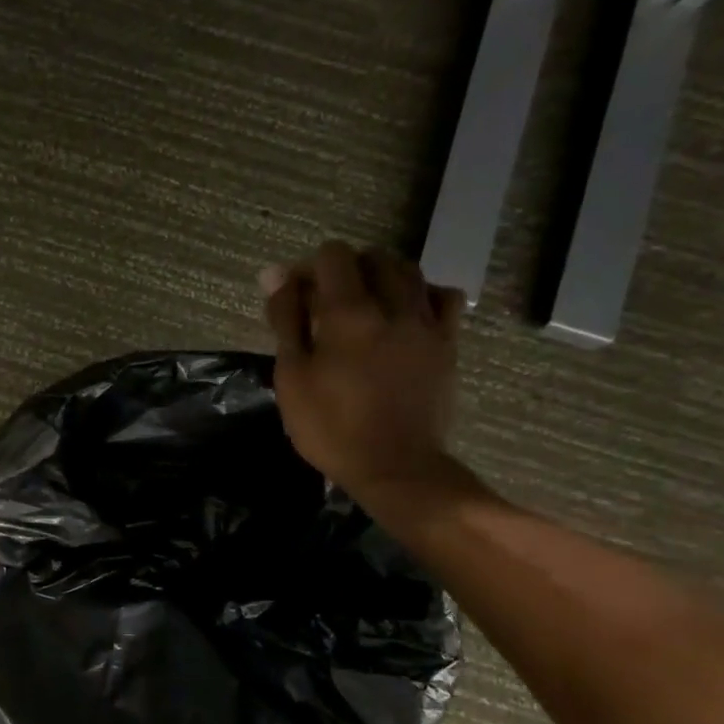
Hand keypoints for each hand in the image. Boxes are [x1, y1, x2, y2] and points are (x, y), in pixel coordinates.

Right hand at [260, 242, 464, 498]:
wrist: (395, 467)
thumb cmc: (331, 426)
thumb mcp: (292, 376)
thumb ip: (286, 320)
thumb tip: (276, 276)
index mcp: (349, 313)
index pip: (333, 256)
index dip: (308, 268)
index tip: (295, 297)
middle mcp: (393, 305)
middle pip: (372, 258)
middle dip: (344, 270)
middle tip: (324, 304)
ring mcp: (427, 323)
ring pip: (409, 271)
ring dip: (381, 276)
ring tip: (362, 305)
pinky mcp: (447, 343)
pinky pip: (443, 297)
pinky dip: (421, 294)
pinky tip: (404, 313)